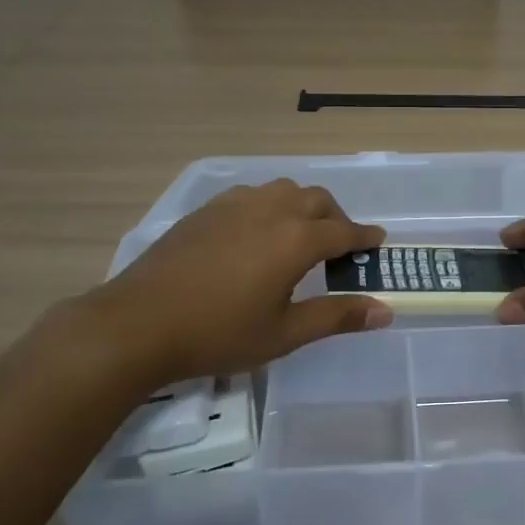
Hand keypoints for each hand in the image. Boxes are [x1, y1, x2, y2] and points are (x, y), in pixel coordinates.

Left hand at [83, 179, 389, 382]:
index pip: (343, 231)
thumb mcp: (284, 333)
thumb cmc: (219, 333)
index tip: (378, 242)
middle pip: (316, 200)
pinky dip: (270, 207)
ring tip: (299, 236)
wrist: (138, 323)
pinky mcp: (206, 210)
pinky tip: (257, 234)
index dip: (364, 238)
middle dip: (336, 218)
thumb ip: (337, 316)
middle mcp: (270, 211)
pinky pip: (252, 195)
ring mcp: (235, 205)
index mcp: (295, 240)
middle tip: (339, 246)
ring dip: (303, 206)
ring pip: (283, 190)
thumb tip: (386, 310)